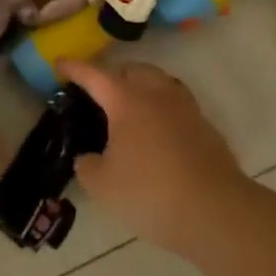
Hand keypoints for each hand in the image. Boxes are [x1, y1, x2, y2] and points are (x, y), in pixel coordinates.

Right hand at [58, 61, 250, 257]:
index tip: (59, 63)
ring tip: (129, 110)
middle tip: (98, 94)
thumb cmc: (150, 192)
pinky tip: (156, 136)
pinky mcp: (206, 128)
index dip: (74, 68)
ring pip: (160, 83)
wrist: (216, 211)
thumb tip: (89, 158)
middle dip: (113, 75)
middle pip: (133, 70)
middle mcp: (157, 94)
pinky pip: (177, 107)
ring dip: (142, 88)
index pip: (94, 75)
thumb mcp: (102, 185)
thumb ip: (87, 165)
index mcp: (126, 100)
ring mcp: (186, 109)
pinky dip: (162, 111)